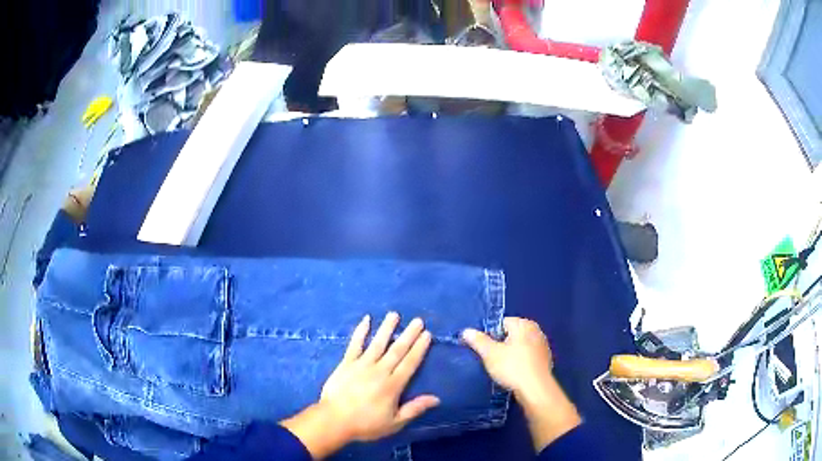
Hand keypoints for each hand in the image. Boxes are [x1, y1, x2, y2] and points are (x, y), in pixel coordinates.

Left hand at [282, 313, 438, 457]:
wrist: (334, 420)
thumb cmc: (366, 424)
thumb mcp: (394, 422)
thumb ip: (414, 409)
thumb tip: (437, 398)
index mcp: (393, 385)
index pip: (410, 363)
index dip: (419, 348)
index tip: (427, 334)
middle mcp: (380, 371)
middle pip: (397, 350)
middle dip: (409, 335)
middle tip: (418, 320)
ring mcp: (362, 365)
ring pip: (377, 343)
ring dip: (387, 328)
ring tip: (395, 314)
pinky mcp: (346, 363)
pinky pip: (355, 344)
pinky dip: (360, 332)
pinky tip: (366, 320)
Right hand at [462, 317, 579, 451]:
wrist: (536, 389)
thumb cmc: (512, 367)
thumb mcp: (490, 354)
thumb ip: (478, 340)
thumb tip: (466, 331)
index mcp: (524, 324)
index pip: (502, 323)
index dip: (490, 335)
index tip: (484, 349)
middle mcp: (536, 331)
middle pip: (512, 334)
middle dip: (501, 345)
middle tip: (491, 359)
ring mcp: (543, 346)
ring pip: (520, 346)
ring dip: (511, 354)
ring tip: (501, 368)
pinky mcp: (545, 360)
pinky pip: (528, 357)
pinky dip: (520, 362)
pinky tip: (514, 374)